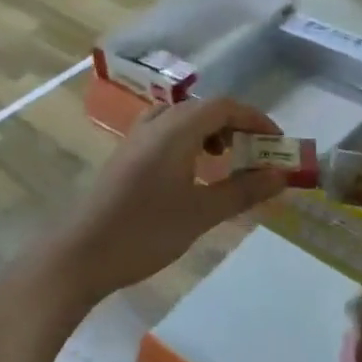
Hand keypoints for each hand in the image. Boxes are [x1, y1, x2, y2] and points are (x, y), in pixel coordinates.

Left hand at [51, 97, 286, 303]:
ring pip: (182, 118)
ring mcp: (136, 137)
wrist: (81, 255)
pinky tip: (191, 172)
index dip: (255, 119)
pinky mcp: (126, 154)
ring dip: (210, 131)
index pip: (224, 106)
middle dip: (235, 126)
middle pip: (204, 108)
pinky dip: (188, 140)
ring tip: (225, 159)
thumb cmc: (146, 231)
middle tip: (255, 153)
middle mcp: (156, 123)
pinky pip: (165, 131)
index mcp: (176, 129)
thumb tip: (281, 176)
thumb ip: (243, 190)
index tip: (276, 142)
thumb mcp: (202, 213)